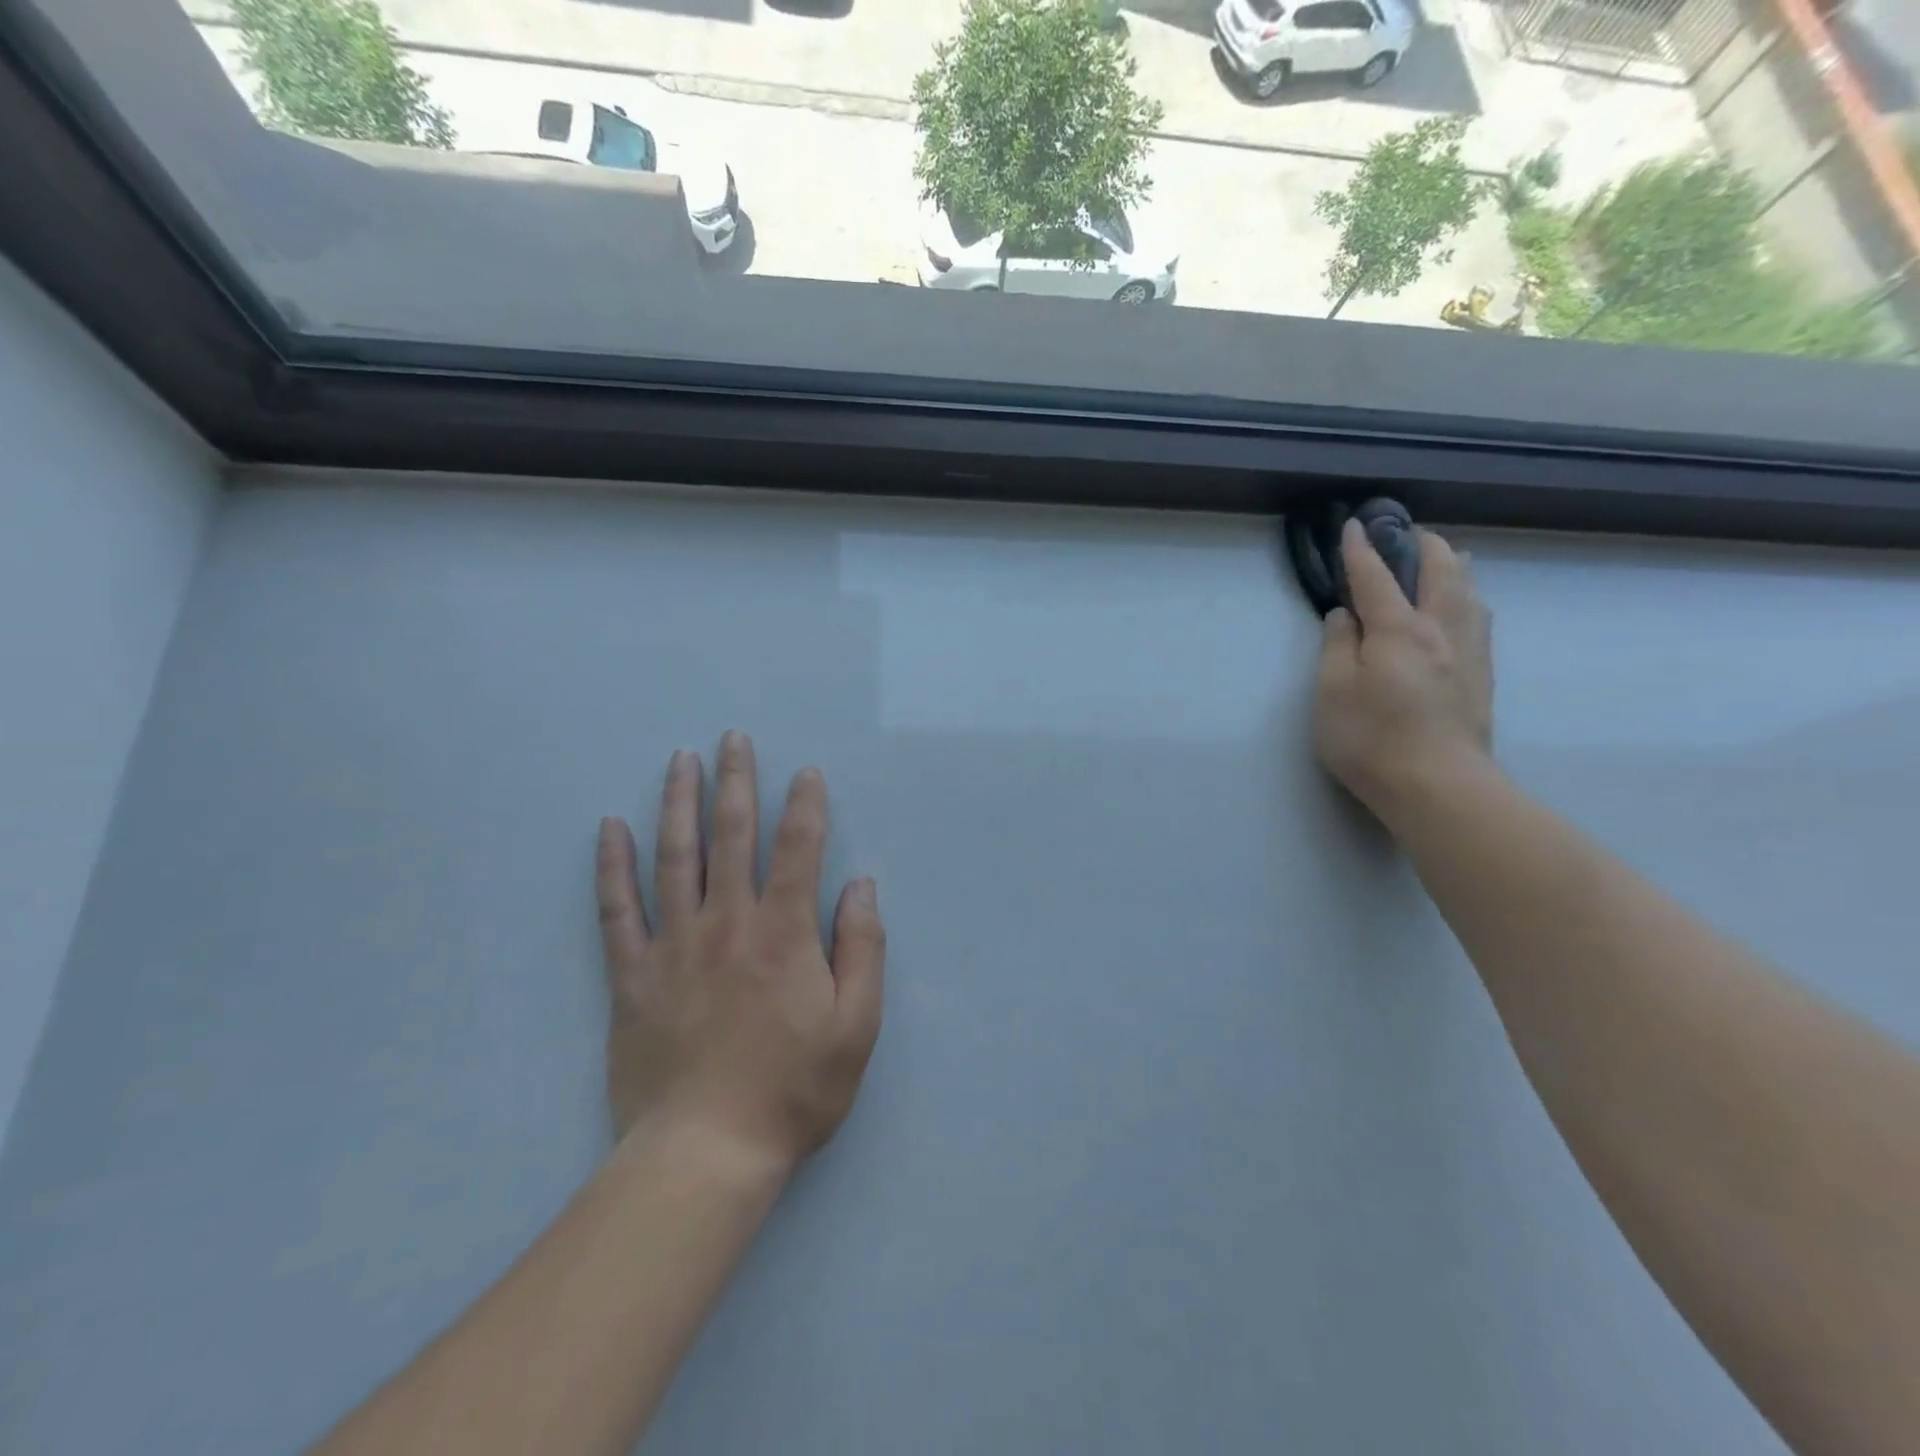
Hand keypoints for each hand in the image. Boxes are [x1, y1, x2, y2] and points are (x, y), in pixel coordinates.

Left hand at [594, 732, 885, 1175]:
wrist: (706, 1153)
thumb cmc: (794, 1089)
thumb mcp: (857, 1026)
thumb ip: (863, 950)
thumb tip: (862, 888)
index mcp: (784, 934)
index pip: (799, 849)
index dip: (805, 805)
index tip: (806, 772)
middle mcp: (728, 923)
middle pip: (732, 836)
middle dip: (736, 782)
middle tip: (733, 739)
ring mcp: (673, 945)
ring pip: (674, 857)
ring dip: (679, 803)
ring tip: (681, 760)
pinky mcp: (632, 975)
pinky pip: (617, 909)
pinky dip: (613, 865)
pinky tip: (611, 828)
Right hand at [1313, 519, 1493, 824]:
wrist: (1439, 786)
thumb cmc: (1371, 739)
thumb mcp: (1332, 693)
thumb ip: (1336, 647)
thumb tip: (1344, 615)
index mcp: (1399, 630)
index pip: (1376, 578)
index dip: (1361, 550)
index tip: (1353, 524)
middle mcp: (1441, 630)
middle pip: (1440, 570)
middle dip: (1420, 544)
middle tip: (1404, 532)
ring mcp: (1468, 652)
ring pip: (1469, 591)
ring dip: (1452, 566)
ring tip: (1442, 558)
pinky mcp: (1481, 675)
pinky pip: (1478, 616)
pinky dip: (1466, 595)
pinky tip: (1463, 606)